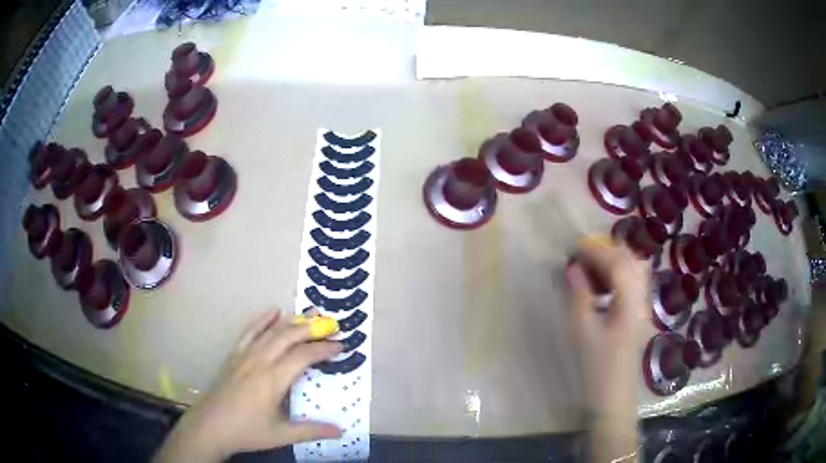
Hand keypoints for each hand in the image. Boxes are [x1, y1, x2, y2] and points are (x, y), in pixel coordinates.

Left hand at [155, 309, 342, 462]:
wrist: (210, 426)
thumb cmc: (247, 431)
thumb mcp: (282, 435)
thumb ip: (312, 430)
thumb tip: (341, 430)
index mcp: (273, 379)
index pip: (303, 356)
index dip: (324, 349)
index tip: (341, 346)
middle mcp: (260, 361)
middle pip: (288, 336)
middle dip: (312, 328)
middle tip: (332, 324)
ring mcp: (245, 355)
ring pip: (271, 331)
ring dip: (292, 321)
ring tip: (311, 312)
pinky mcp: (234, 356)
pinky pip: (249, 332)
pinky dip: (262, 320)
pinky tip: (273, 311)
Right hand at [567, 236, 646, 460]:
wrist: (613, 397)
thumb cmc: (597, 368)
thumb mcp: (583, 332)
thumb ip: (579, 296)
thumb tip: (573, 268)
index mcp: (630, 303)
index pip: (618, 264)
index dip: (597, 251)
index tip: (575, 247)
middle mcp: (642, 299)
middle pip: (631, 261)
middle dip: (607, 251)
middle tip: (582, 255)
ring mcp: (643, 307)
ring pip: (634, 270)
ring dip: (614, 261)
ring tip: (590, 266)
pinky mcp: (639, 315)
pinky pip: (632, 283)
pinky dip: (618, 274)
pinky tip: (602, 283)